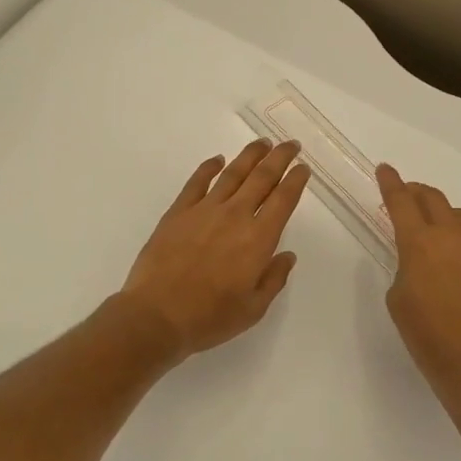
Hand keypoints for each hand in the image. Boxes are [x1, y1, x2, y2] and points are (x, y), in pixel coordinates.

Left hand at [119, 140, 310, 361]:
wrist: (157, 315)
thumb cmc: (209, 317)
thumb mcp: (253, 309)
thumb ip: (273, 279)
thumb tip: (287, 255)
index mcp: (258, 239)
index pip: (283, 200)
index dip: (295, 180)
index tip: (303, 168)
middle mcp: (234, 216)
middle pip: (262, 178)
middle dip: (279, 158)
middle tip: (290, 144)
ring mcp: (204, 210)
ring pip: (232, 173)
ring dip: (250, 155)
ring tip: (262, 143)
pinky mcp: (178, 212)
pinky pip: (197, 182)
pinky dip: (209, 167)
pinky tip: (217, 160)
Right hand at [376, 164, 460, 416]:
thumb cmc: (428, 337)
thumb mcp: (398, 299)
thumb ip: (404, 266)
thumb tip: (416, 257)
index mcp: (419, 243)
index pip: (400, 202)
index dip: (390, 183)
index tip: (385, 169)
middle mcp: (451, 234)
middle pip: (432, 198)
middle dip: (415, 193)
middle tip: (405, 196)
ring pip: (460, 211)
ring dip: (443, 211)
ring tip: (437, 223)